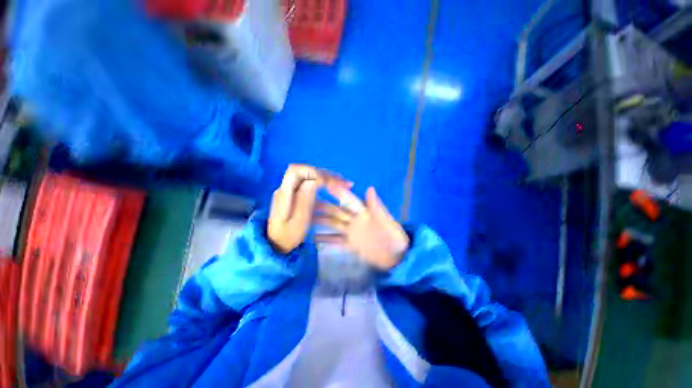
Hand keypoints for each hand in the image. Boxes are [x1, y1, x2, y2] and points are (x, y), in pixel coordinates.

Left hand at [268, 164, 350, 253]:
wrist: (277, 244)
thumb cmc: (288, 236)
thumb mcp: (299, 221)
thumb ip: (305, 200)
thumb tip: (314, 180)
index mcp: (284, 193)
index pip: (296, 171)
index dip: (314, 173)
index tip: (329, 183)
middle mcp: (287, 188)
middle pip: (306, 172)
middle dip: (326, 174)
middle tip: (343, 182)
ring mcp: (292, 190)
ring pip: (311, 176)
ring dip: (328, 178)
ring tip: (344, 183)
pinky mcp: (297, 194)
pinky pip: (312, 184)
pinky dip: (326, 185)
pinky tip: (336, 189)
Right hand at [314, 186, 409, 270]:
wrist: (397, 259)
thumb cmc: (395, 239)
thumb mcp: (389, 224)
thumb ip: (378, 208)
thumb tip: (370, 188)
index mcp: (365, 213)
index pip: (349, 200)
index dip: (338, 192)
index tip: (324, 185)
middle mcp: (355, 220)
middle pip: (336, 211)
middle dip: (322, 206)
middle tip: (306, 202)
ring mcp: (351, 232)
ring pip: (333, 224)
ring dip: (320, 221)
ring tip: (305, 218)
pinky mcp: (350, 244)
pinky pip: (335, 240)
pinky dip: (325, 239)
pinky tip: (313, 238)